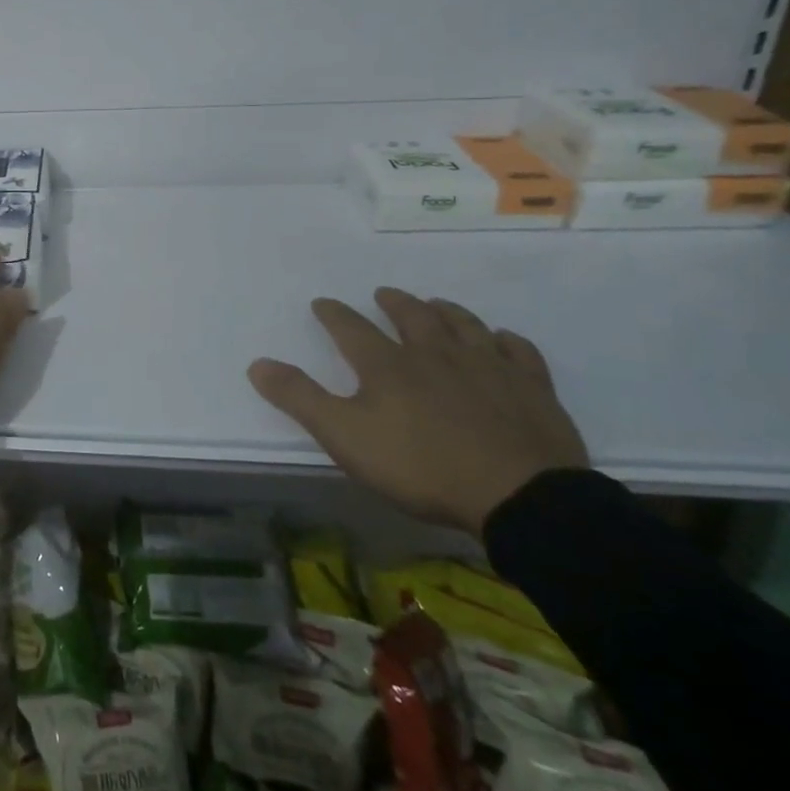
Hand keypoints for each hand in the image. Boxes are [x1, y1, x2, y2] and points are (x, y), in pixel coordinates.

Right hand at [247, 288, 587, 535]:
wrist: (519, 497)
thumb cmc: (421, 467)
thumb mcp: (344, 436)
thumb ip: (299, 398)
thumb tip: (257, 363)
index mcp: (387, 365)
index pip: (351, 328)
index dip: (333, 314)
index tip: (322, 303)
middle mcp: (435, 354)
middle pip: (412, 317)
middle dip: (394, 303)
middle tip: (384, 293)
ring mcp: (487, 368)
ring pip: (464, 325)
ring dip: (446, 311)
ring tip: (436, 304)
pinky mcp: (532, 389)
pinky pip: (518, 353)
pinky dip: (506, 341)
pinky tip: (502, 340)